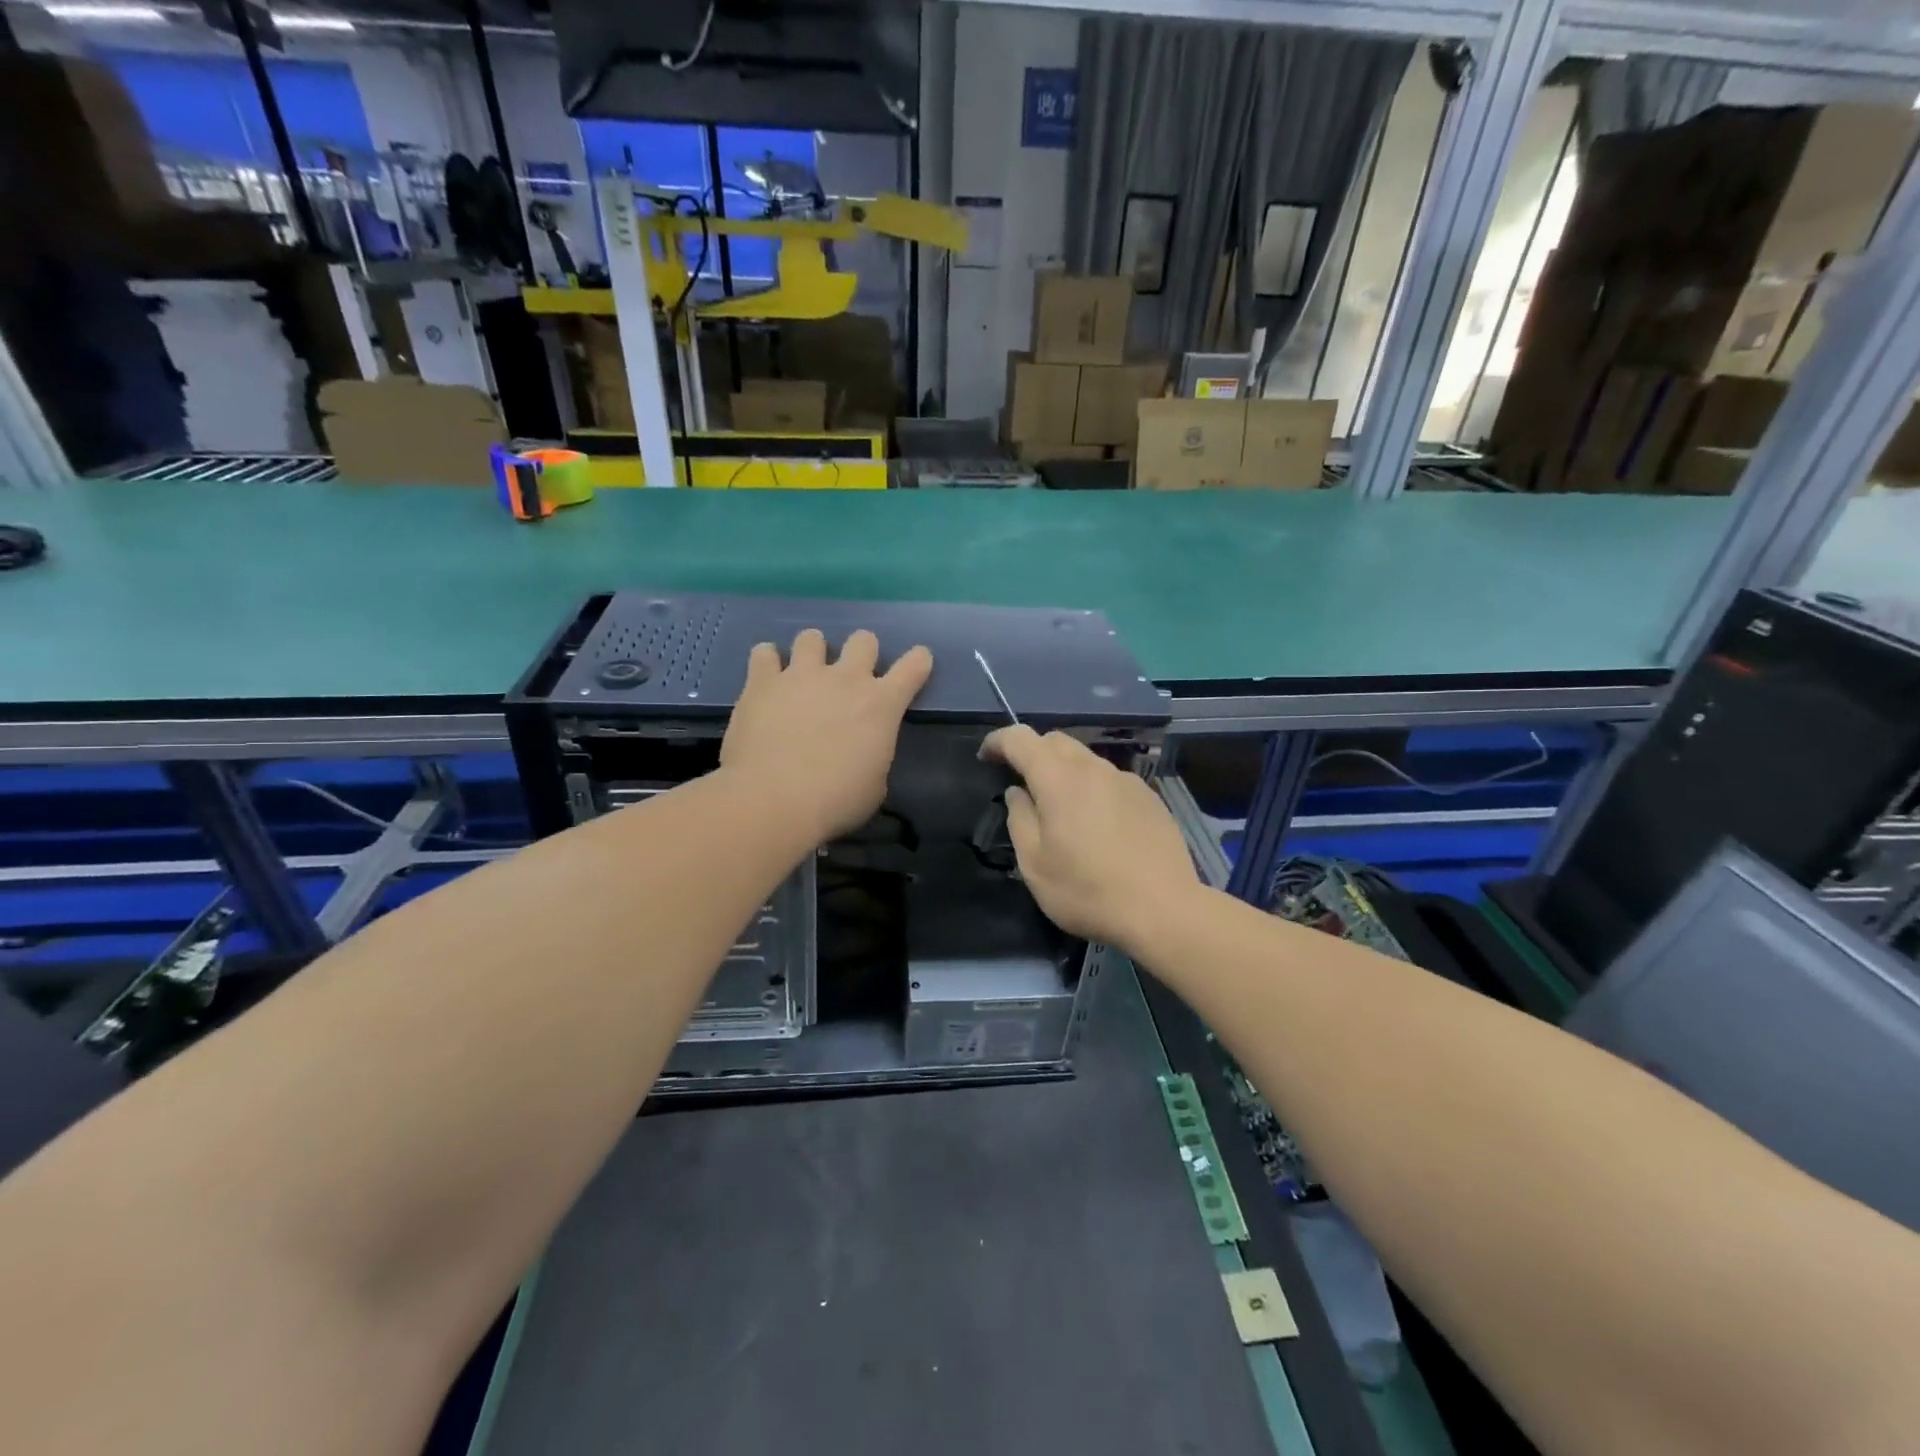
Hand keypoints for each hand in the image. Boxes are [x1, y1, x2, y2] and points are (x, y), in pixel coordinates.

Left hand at [721, 628, 932, 843]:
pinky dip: (767, 662)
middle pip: (863, 640)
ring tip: (802, 673)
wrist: (775, 800)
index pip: (913, 666)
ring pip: (811, 638)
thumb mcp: (874, 786)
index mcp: (881, 705)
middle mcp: (846, 679)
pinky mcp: (763, 682)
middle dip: (861, 652)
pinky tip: (766, 680)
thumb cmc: (836, 801)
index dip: (918, 661)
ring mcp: (802, 675)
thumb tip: (862, 755)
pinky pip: (764, 653)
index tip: (916, 664)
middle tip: (849, 677)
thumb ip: (873, 758)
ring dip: (812, 652)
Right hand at [981, 725, 1198, 950]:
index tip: (986, 757)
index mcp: (1059, 780)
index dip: (999, 741)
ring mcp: (1126, 781)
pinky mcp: (1149, 797)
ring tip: (1060, 808)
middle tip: (1020, 781)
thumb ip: (1020, 819)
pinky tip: (1097, 823)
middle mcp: (1094, 769)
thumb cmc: (1088, 891)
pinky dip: (1092, 788)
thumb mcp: (1034, 865)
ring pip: (1086, 760)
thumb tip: (1018, 793)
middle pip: (1056, 741)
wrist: (1164, 910)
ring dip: (1064, 771)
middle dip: (1032, 752)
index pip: (1021, 739)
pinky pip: (1111, 780)